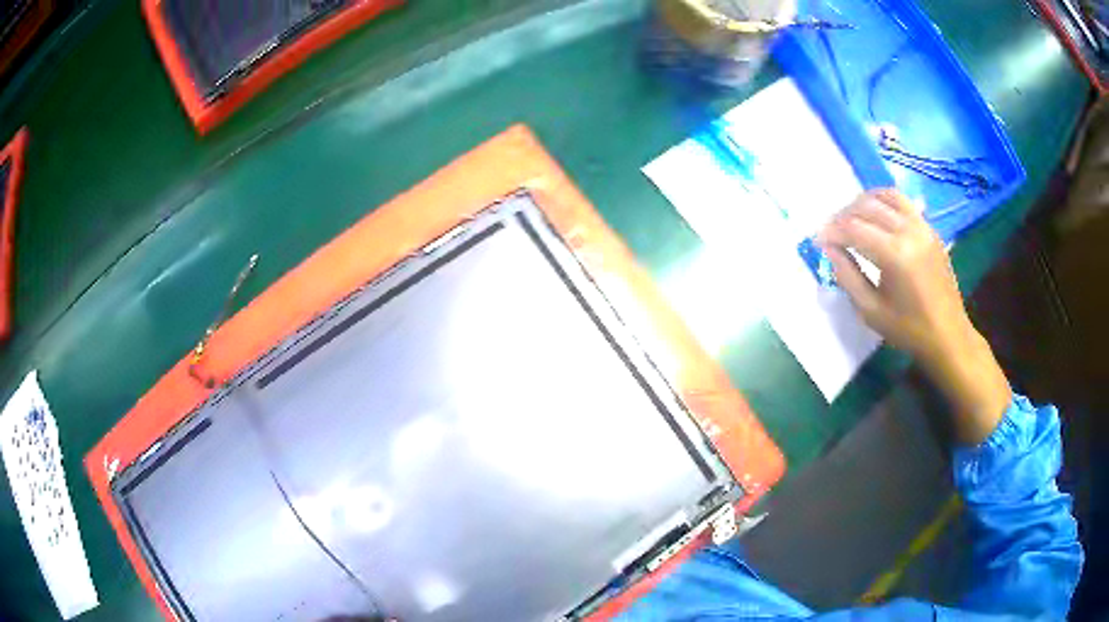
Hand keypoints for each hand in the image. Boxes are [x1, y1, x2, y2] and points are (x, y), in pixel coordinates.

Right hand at [817, 189, 1010, 443]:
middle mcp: (909, 231)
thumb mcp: (871, 311)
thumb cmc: (908, 330)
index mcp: (895, 255)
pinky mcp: (929, 228)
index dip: (831, 231)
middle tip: (831, 231)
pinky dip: (884, 201)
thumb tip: (829, 249)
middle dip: (843, 215)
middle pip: (867, 207)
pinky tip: (875, 215)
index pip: (853, 228)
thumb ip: (847, 276)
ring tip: (851, 217)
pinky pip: (903, 202)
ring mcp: (922, 226)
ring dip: (863, 202)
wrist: (948, 335)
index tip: (817, 240)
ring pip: (885, 196)